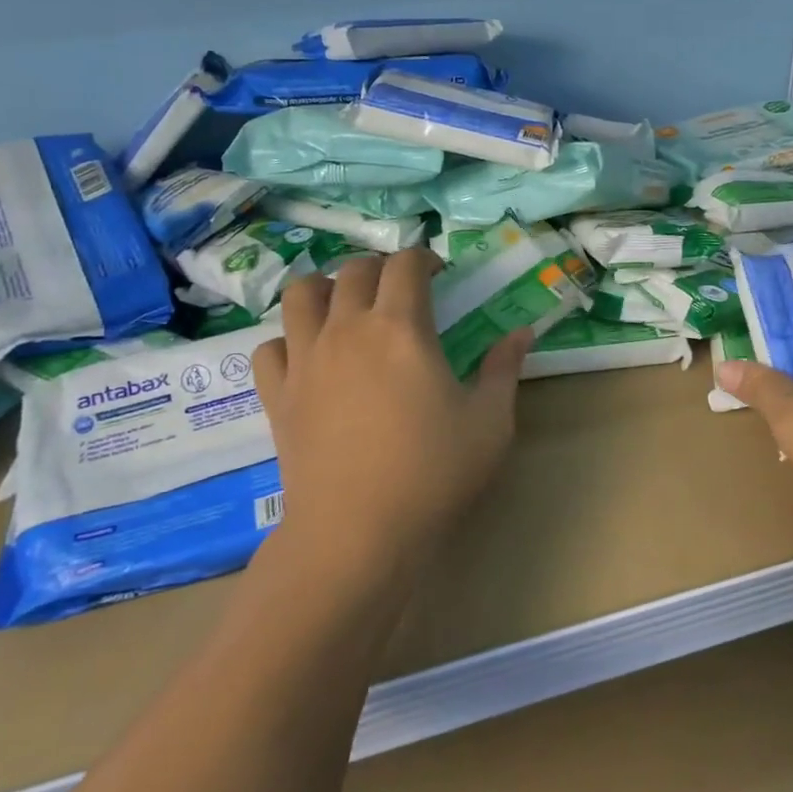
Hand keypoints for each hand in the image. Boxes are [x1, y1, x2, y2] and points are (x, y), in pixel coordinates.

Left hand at [251, 250, 530, 589]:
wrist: (356, 533)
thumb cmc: (432, 473)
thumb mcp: (490, 422)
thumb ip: (504, 369)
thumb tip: (522, 333)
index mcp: (400, 328)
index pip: (406, 264)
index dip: (424, 258)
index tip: (439, 273)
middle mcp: (347, 329)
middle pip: (354, 270)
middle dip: (380, 268)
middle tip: (400, 291)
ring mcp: (305, 360)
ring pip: (301, 294)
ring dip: (326, 288)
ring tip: (347, 308)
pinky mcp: (278, 394)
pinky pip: (271, 346)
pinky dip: (288, 340)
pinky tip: (309, 357)